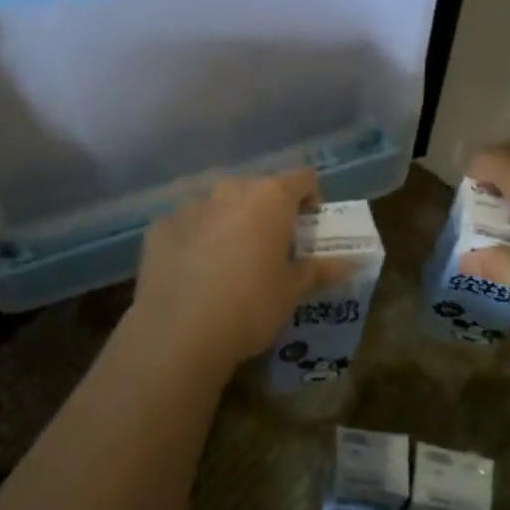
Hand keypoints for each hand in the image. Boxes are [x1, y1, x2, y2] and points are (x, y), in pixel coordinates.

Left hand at [128, 170, 349, 377]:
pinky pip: (186, 224)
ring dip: (228, 222)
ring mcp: (191, 204)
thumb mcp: (292, 291)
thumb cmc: (251, 305)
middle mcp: (230, 189)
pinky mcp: (160, 225)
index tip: (309, 225)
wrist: (179, 331)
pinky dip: (194, 238)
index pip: (301, 178)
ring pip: (218, 205)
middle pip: (257, 189)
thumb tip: (349, 264)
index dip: (310, 197)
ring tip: (227, 261)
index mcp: (269, 197)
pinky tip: (192, 272)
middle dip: (266, 212)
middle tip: (269, 248)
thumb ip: (319, 270)